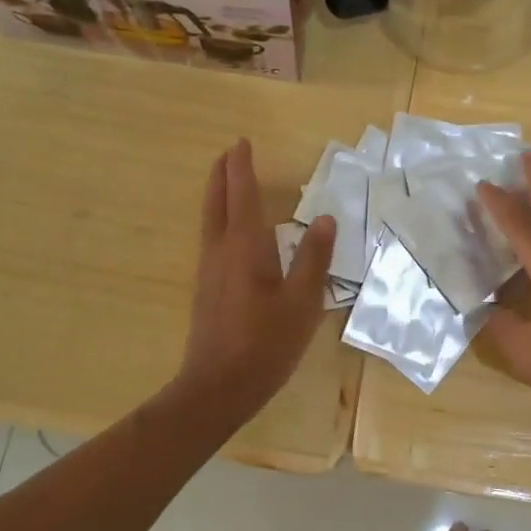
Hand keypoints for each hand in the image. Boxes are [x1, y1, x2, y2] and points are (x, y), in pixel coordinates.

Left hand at [176, 140, 336, 424]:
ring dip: (217, 194)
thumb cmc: (266, 343)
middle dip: (221, 174)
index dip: (242, 167)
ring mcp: (208, 270)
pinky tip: (230, 231)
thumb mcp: (302, 302)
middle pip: (216, 201)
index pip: (242, 194)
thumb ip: (313, 258)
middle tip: (229, 153)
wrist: (218, 387)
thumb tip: (325, 219)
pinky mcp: (206, 288)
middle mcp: (220, 251)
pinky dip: (218, 218)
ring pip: (209, 219)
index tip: (242, 143)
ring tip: (227, 181)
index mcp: (244, 247)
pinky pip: (210, 238)